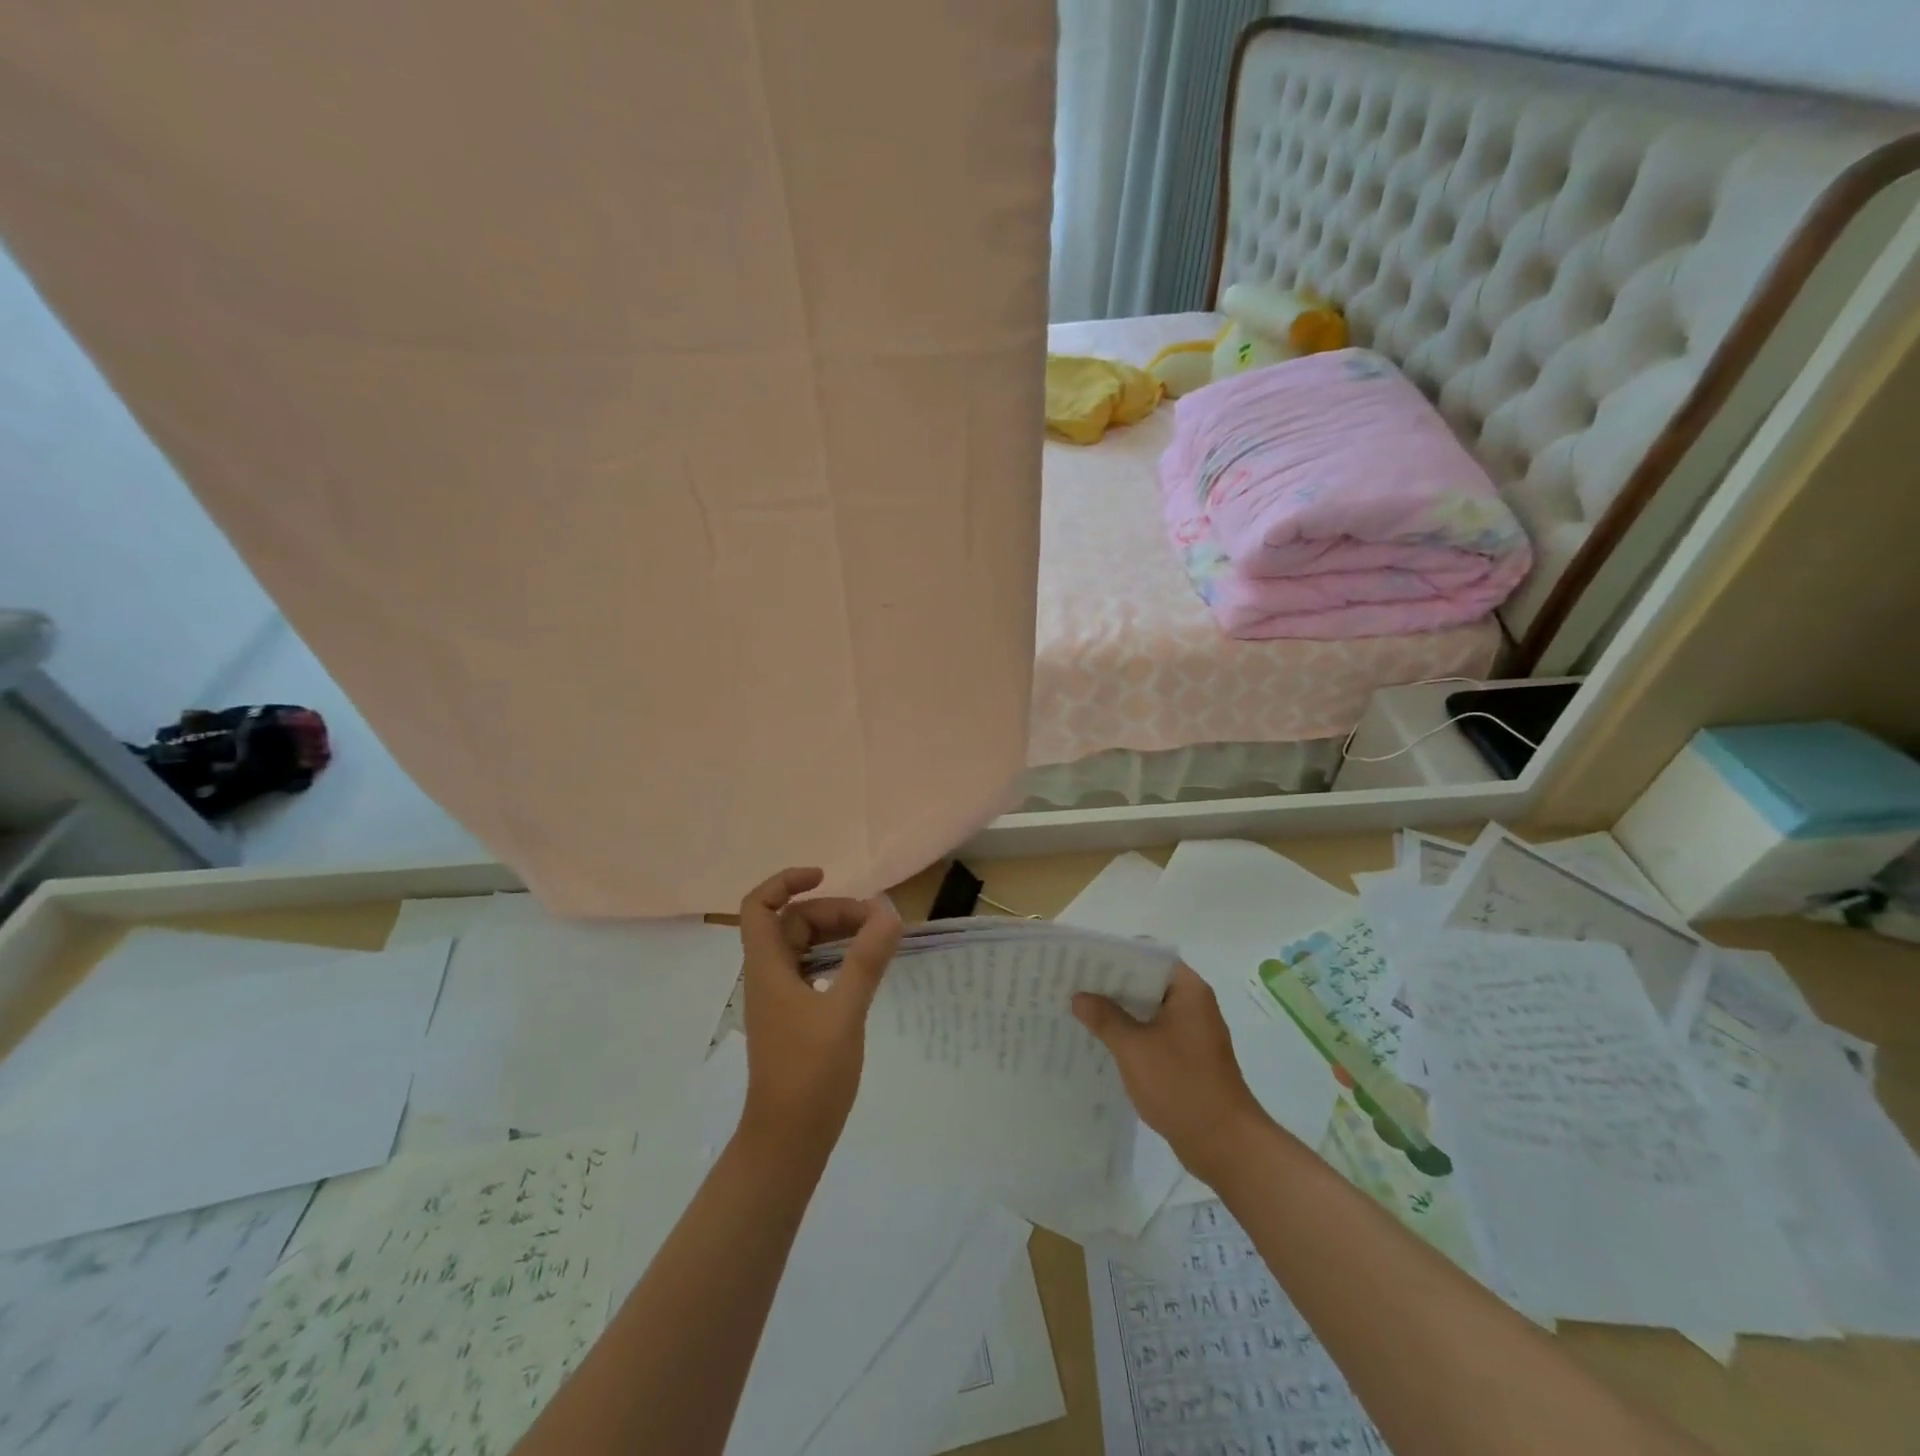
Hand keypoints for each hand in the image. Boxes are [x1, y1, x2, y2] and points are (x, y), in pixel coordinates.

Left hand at [735, 867, 902, 1167]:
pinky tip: (864, 969)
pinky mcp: (794, 1018)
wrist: (788, 1141)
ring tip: (876, 939)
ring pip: (803, 947)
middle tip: (875, 921)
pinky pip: (813, 970)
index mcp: (768, 969)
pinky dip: (837, 958)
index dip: (785, 882)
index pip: (758, 907)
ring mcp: (780, 999)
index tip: (825, 876)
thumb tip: (888, 912)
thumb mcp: (844, 1013)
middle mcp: (769, 977)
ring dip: (836, 934)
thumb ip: (866, 961)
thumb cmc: (809, 1075)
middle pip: (790, 923)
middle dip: (830, 911)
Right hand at [1073, 964, 1265, 1181]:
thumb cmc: (1181, 1086)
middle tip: (1073, 982)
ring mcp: (1191, 1031)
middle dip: (1111, 983)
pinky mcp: (1187, 1056)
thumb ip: (1105, 1018)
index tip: (1084, 958)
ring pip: (1148, 1008)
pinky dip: (1130, 1031)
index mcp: (1187, 990)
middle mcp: (1193, 1004)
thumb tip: (1079, 997)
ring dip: (1119, 1009)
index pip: (1149, 955)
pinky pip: (1153, 1031)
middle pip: (1147, 980)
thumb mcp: (1134, 1048)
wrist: (1225, 1144)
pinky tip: (1102, 1039)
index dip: (1115, 954)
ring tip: (1079, 1008)